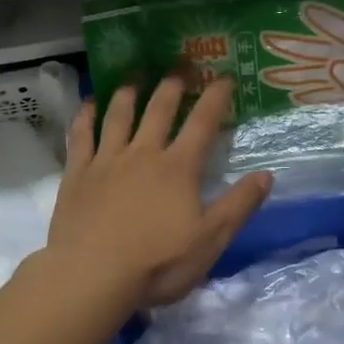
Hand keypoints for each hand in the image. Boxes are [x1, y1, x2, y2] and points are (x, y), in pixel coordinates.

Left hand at [50, 76, 272, 307]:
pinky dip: (85, 117)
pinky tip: (88, 105)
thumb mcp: (210, 241)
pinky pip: (81, 137)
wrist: (92, 276)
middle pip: (159, 109)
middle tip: (179, 67)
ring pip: (119, 115)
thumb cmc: (157, 263)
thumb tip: (267, 174)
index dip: (215, 98)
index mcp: (178, 168)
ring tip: (134, 77)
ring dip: (128, 92)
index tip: (224, 77)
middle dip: (172, 85)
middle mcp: (143, 154)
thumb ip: (239, 205)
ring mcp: (107, 161)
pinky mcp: (77, 174)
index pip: (202, 124)